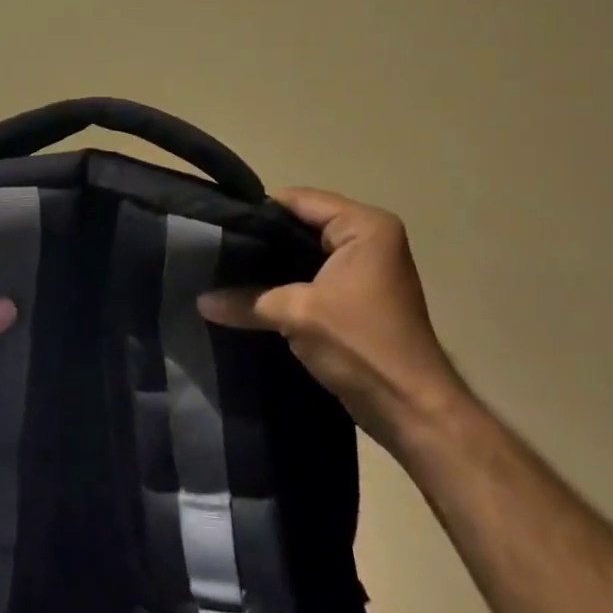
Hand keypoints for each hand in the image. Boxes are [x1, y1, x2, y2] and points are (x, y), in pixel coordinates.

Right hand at [199, 187, 470, 457]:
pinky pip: (312, 275)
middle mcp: (369, 238)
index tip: (217, 224)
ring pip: (304, 251)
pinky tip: (250, 291)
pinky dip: (285, 282)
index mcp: (364, 226)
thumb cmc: (362, 345)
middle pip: (301, 223)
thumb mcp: (297, 315)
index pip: (298, 200)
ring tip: (225, 268)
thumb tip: (200, 301)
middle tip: (216, 248)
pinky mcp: (357, 296)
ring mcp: (365, 267)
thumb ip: (247, 301)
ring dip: (271, 263)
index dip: (257, 212)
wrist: (412, 411)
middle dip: (260, 238)